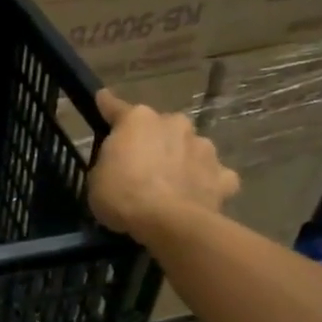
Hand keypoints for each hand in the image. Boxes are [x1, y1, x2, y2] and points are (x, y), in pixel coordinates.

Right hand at [87, 90, 239, 239]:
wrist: (169, 222)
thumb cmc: (122, 195)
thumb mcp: (97, 178)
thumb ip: (110, 161)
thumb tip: (120, 161)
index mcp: (138, 120)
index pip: (117, 108)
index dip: (108, 105)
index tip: (103, 98)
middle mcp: (174, 124)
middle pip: (161, 127)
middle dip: (154, 140)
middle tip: (142, 164)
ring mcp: (203, 147)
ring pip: (190, 147)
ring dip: (181, 158)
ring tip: (171, 183)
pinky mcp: (223, 174)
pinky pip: (213, 174)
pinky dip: (206, 181)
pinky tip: (197, 195)